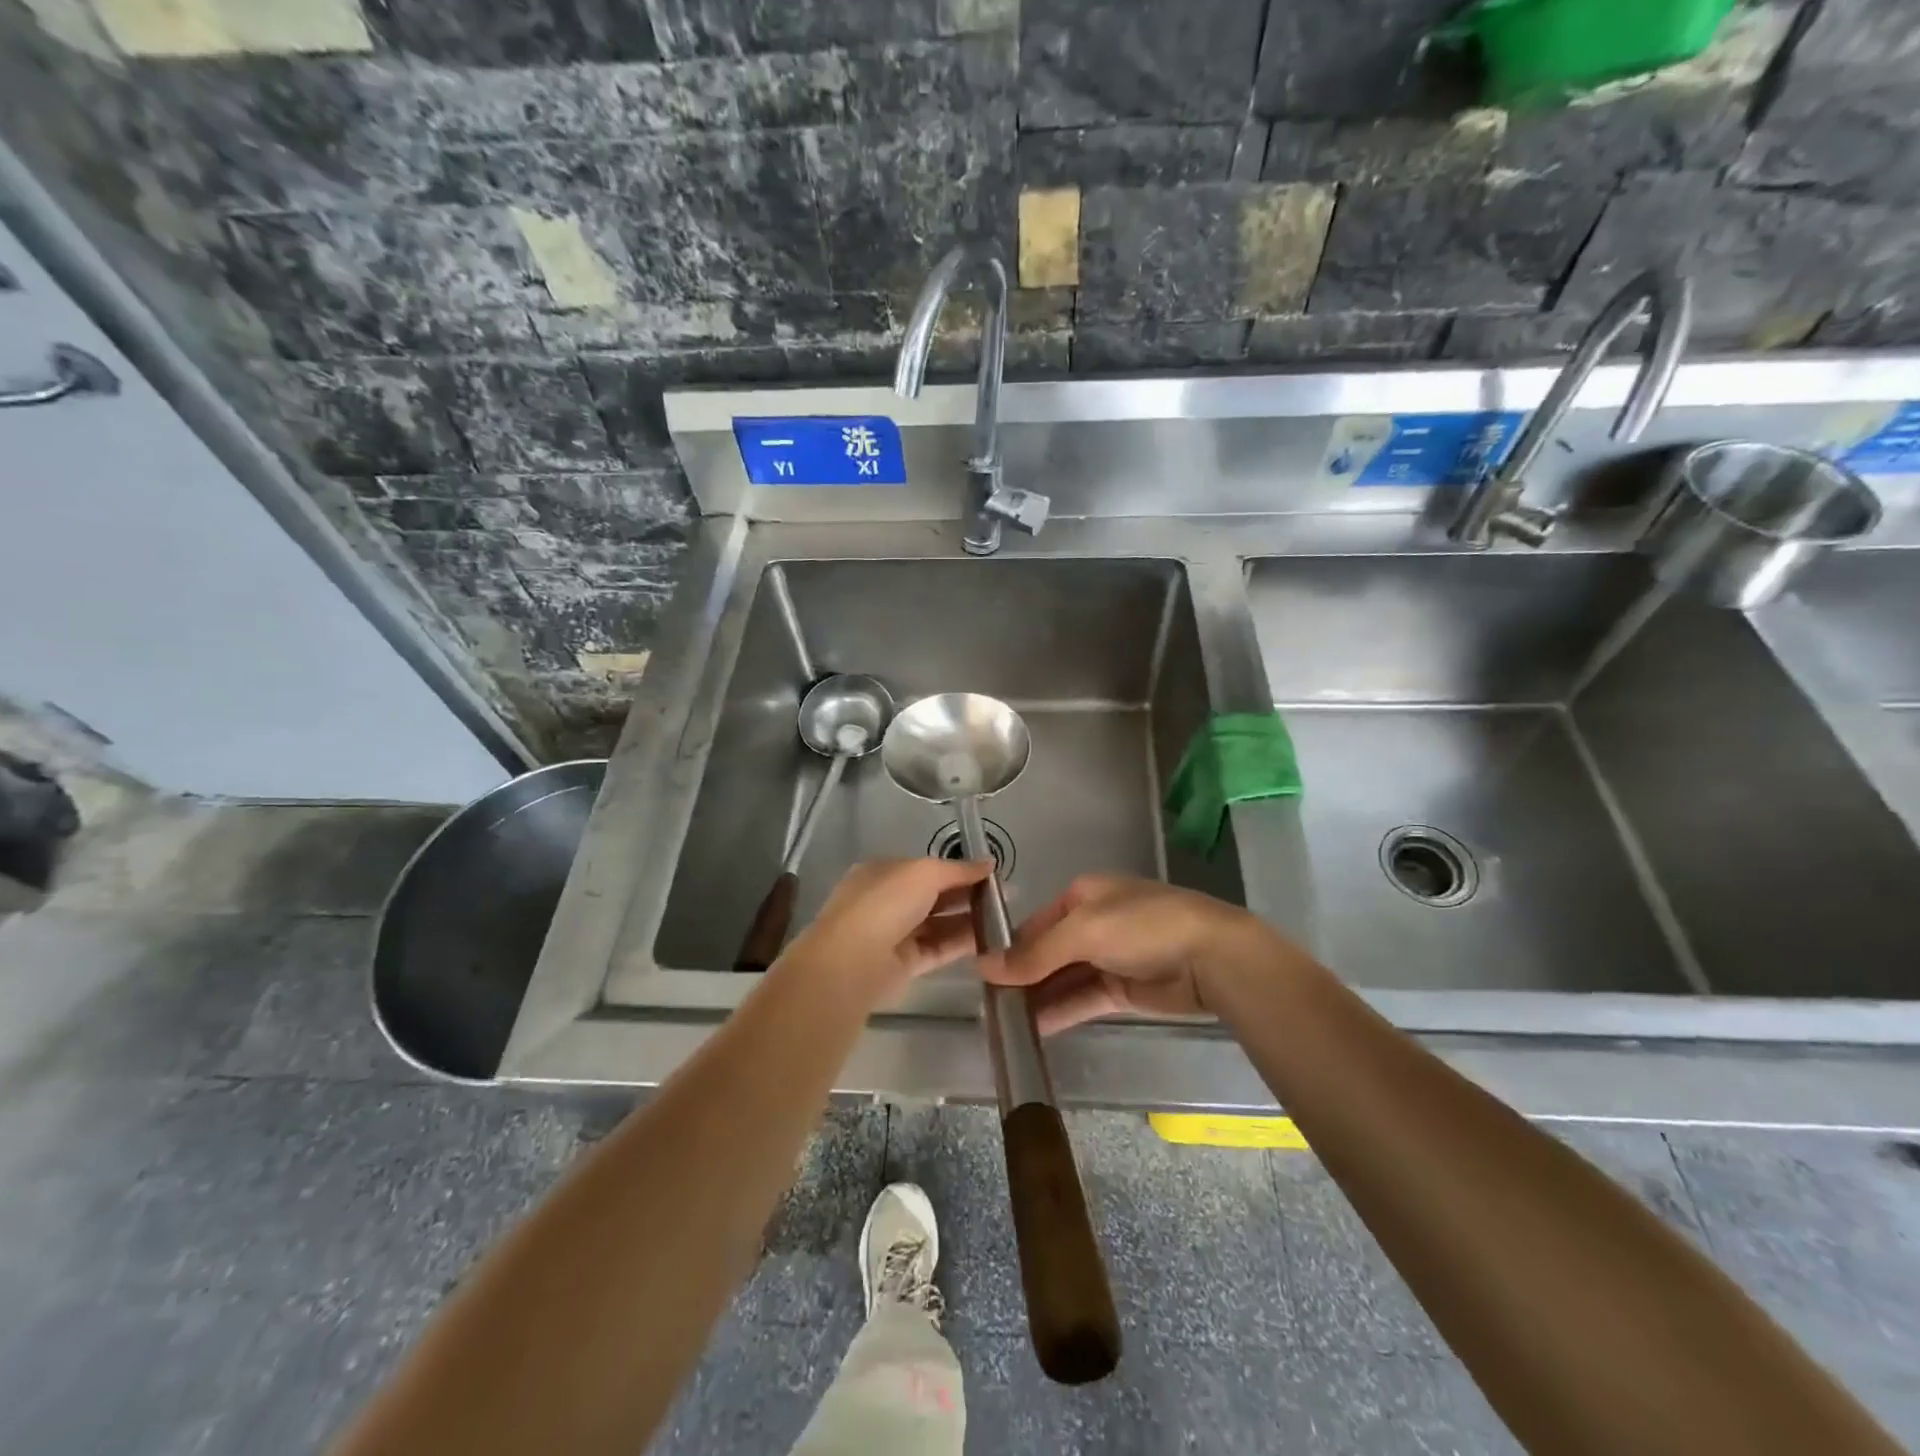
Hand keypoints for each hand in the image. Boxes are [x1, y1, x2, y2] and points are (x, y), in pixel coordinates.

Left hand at [779, 857, 993, 996]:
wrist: (853, 960)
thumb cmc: (886, 902)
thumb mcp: (925, 872)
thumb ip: (959, 869)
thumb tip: (990, 863)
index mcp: (884, 872)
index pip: (927, 868)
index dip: (959, 869)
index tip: (992, 874)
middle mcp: (887, 901)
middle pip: (934, 895)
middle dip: (968, 894)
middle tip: (1006, 897)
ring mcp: (895, 933)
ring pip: (938, 924)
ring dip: (969, 920)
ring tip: (1005, 918)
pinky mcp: (904, 964)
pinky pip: (939, 949)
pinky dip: (962, 943)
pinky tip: (991, 940)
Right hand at [979, 874, 1283, 1034]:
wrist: (1212, 957)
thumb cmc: (1142, 927)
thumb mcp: (1083, 931)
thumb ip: (1035, 954)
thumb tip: (984, 967)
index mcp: (1082, 896)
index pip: (1035, 923)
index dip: (1010, 948)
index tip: (981, 974)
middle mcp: (1094, 923)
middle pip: (1048, 952)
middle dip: (1021, 977)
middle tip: (988, 1006)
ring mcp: (1110, 958)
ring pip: (1064, 979)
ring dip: (1038, 998)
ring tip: (1005, 1024)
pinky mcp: (1125, 990)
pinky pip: (1084, 999)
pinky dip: (1062, 1011)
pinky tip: (1035, 1030)